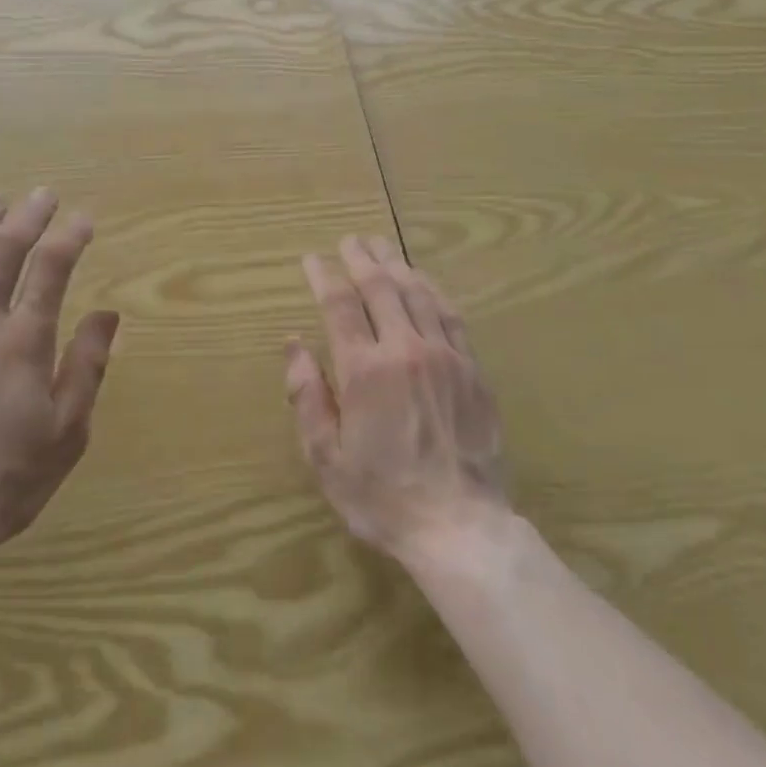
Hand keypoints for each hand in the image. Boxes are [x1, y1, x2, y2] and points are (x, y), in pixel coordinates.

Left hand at [0, 190, 119, 559]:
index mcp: (23, 341)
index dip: (70, 237)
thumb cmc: (6, 478)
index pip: (52, 269)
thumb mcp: (67, 430)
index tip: (84, 218)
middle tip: (42, 195)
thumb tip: (107, 314)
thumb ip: (87, 366)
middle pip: (3, 253)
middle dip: (27, 217)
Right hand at [287, 236, 508, 560]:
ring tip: (382, 245)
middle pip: (381, 288)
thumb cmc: (383, 497)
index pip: (339, 306)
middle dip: (361, 259)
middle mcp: (405, 350)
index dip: (324, 277)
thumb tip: (293, 344)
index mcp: (365, 371)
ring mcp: (445, 356)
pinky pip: (451, 315)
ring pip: (418, 293)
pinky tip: (424, 279)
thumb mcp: (326, 458)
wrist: (460, 526)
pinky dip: (432, 289)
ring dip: (396, 264)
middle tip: (349, 241)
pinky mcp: (472, 368)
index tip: (312, 260)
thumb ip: (307, 397)